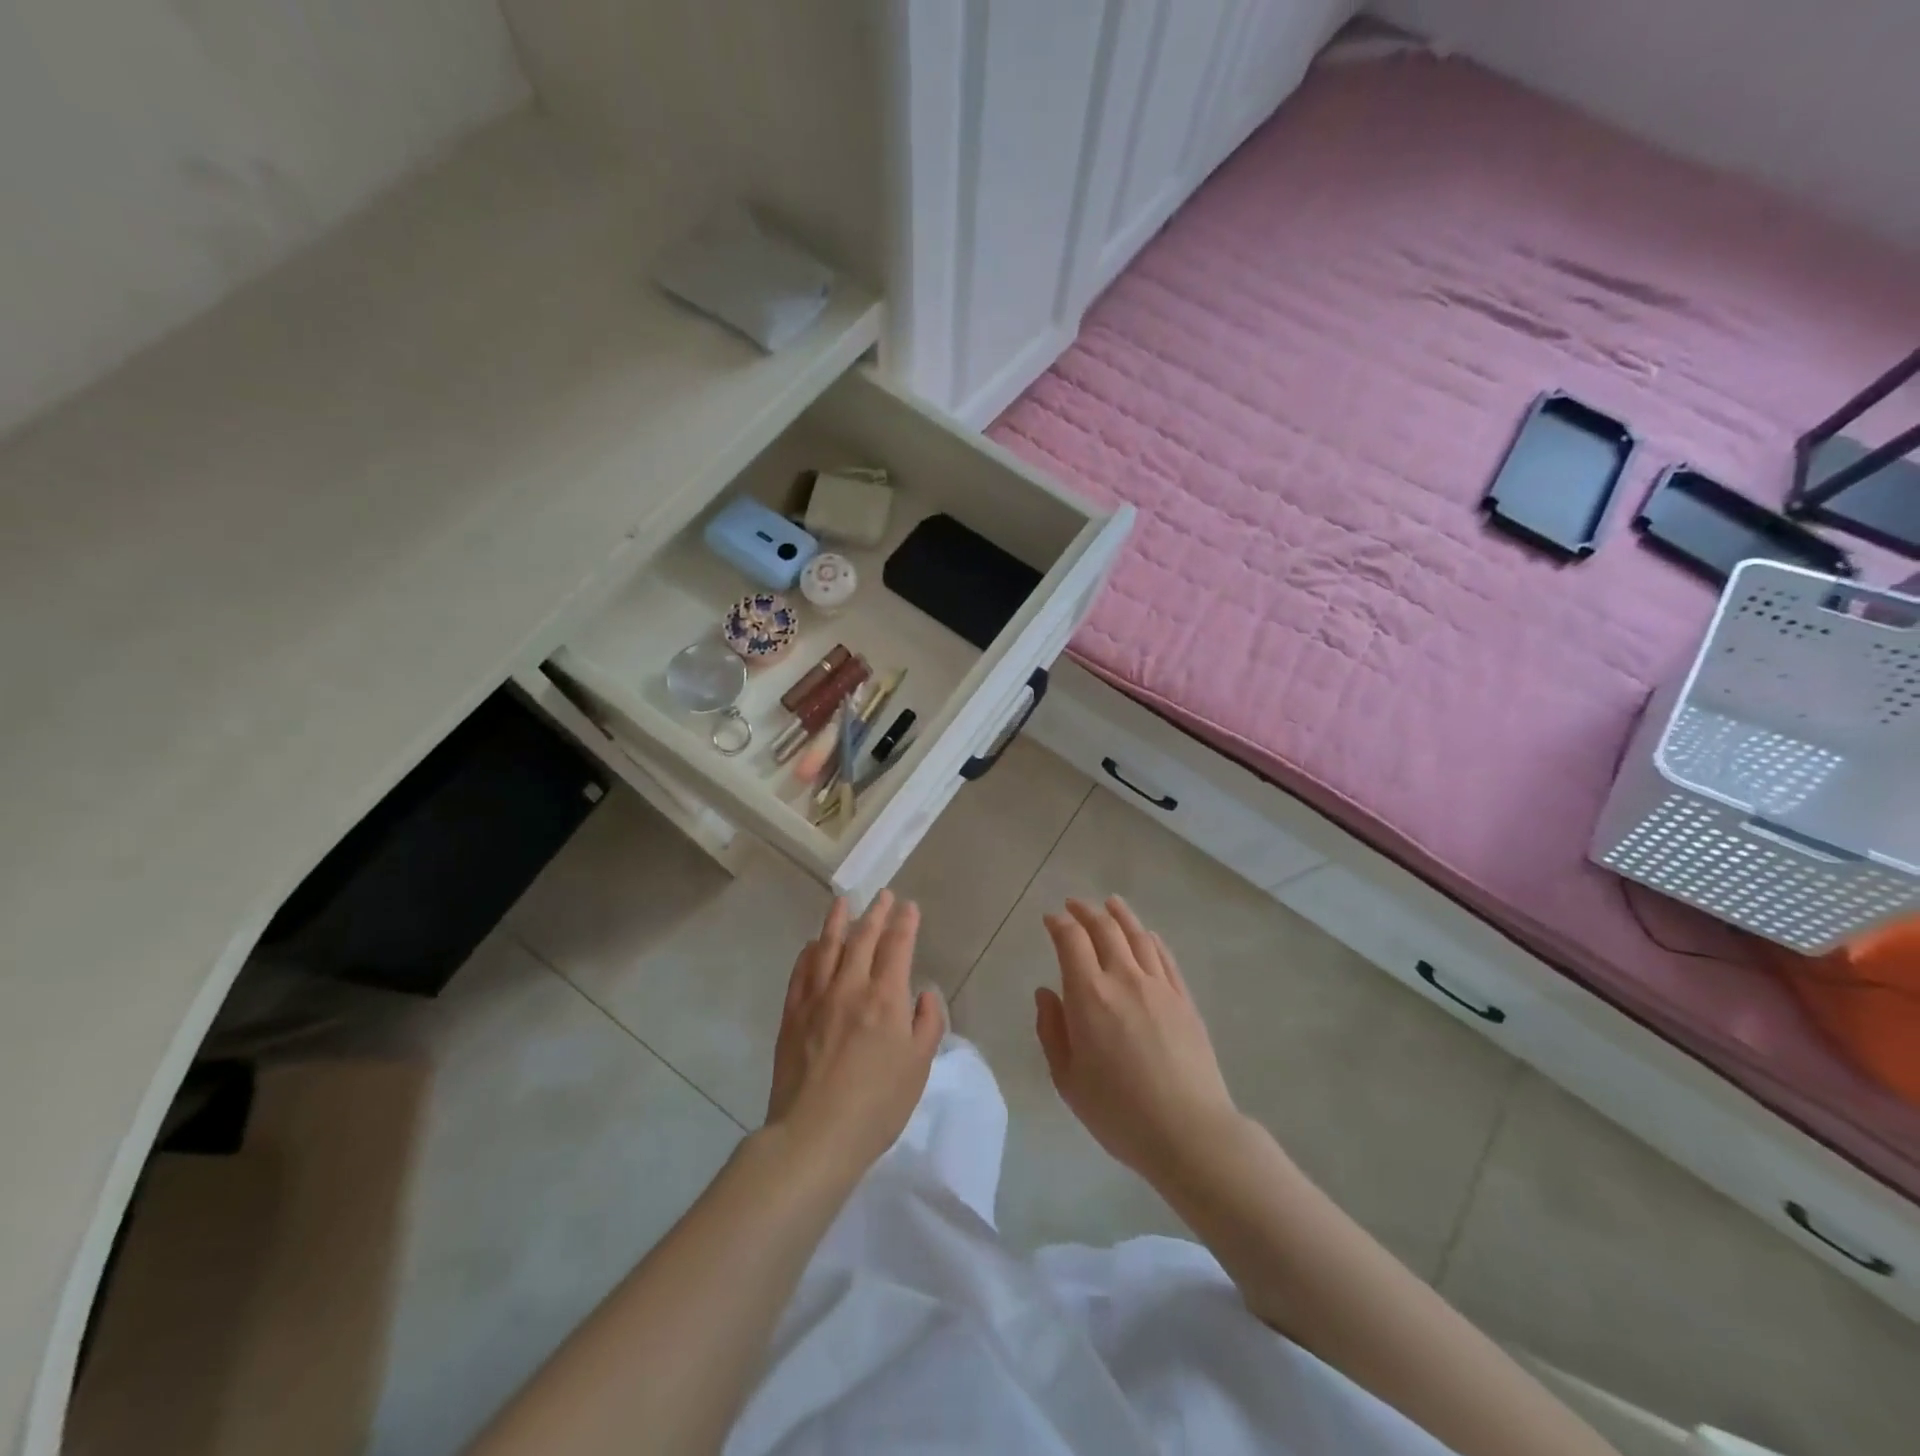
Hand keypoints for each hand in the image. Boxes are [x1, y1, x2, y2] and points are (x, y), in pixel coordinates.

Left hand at [766, 890, 945, 1184]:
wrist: (815, 1134)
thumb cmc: (877, 1105)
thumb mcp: (919, 1067)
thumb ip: (927, 1023)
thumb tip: (924, 992)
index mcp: (885, 997)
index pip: (897, 946)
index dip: (904, 923)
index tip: (909, 907)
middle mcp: (850, 986)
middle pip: (863, 938)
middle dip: (875, 913)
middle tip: (882, 896)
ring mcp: (816, 998)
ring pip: (827, 947)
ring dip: (837, 921)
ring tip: (843, 902)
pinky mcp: (792, 1014)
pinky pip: (801, 972)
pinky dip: (809, 952)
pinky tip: (813, 944)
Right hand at [1035, 897, 1240, 1185]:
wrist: (1189, 1132)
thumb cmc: (1118, 1113)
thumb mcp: (1068, 1080)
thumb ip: (1052, 1031)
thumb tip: (1046, 993)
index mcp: (1089, 995)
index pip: (1071, 940)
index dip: (1058, 924)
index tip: (1050, 919)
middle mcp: (1124, 978)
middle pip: (1104, 928)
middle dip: (1085, 911)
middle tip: (1074, 905)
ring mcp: (1159, 986)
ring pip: (1137, 935)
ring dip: (1119, 915)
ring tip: (1110, 904)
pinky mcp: (1184, 999)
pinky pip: (1164, 956)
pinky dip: (1150, 938)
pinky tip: (1146, 935)